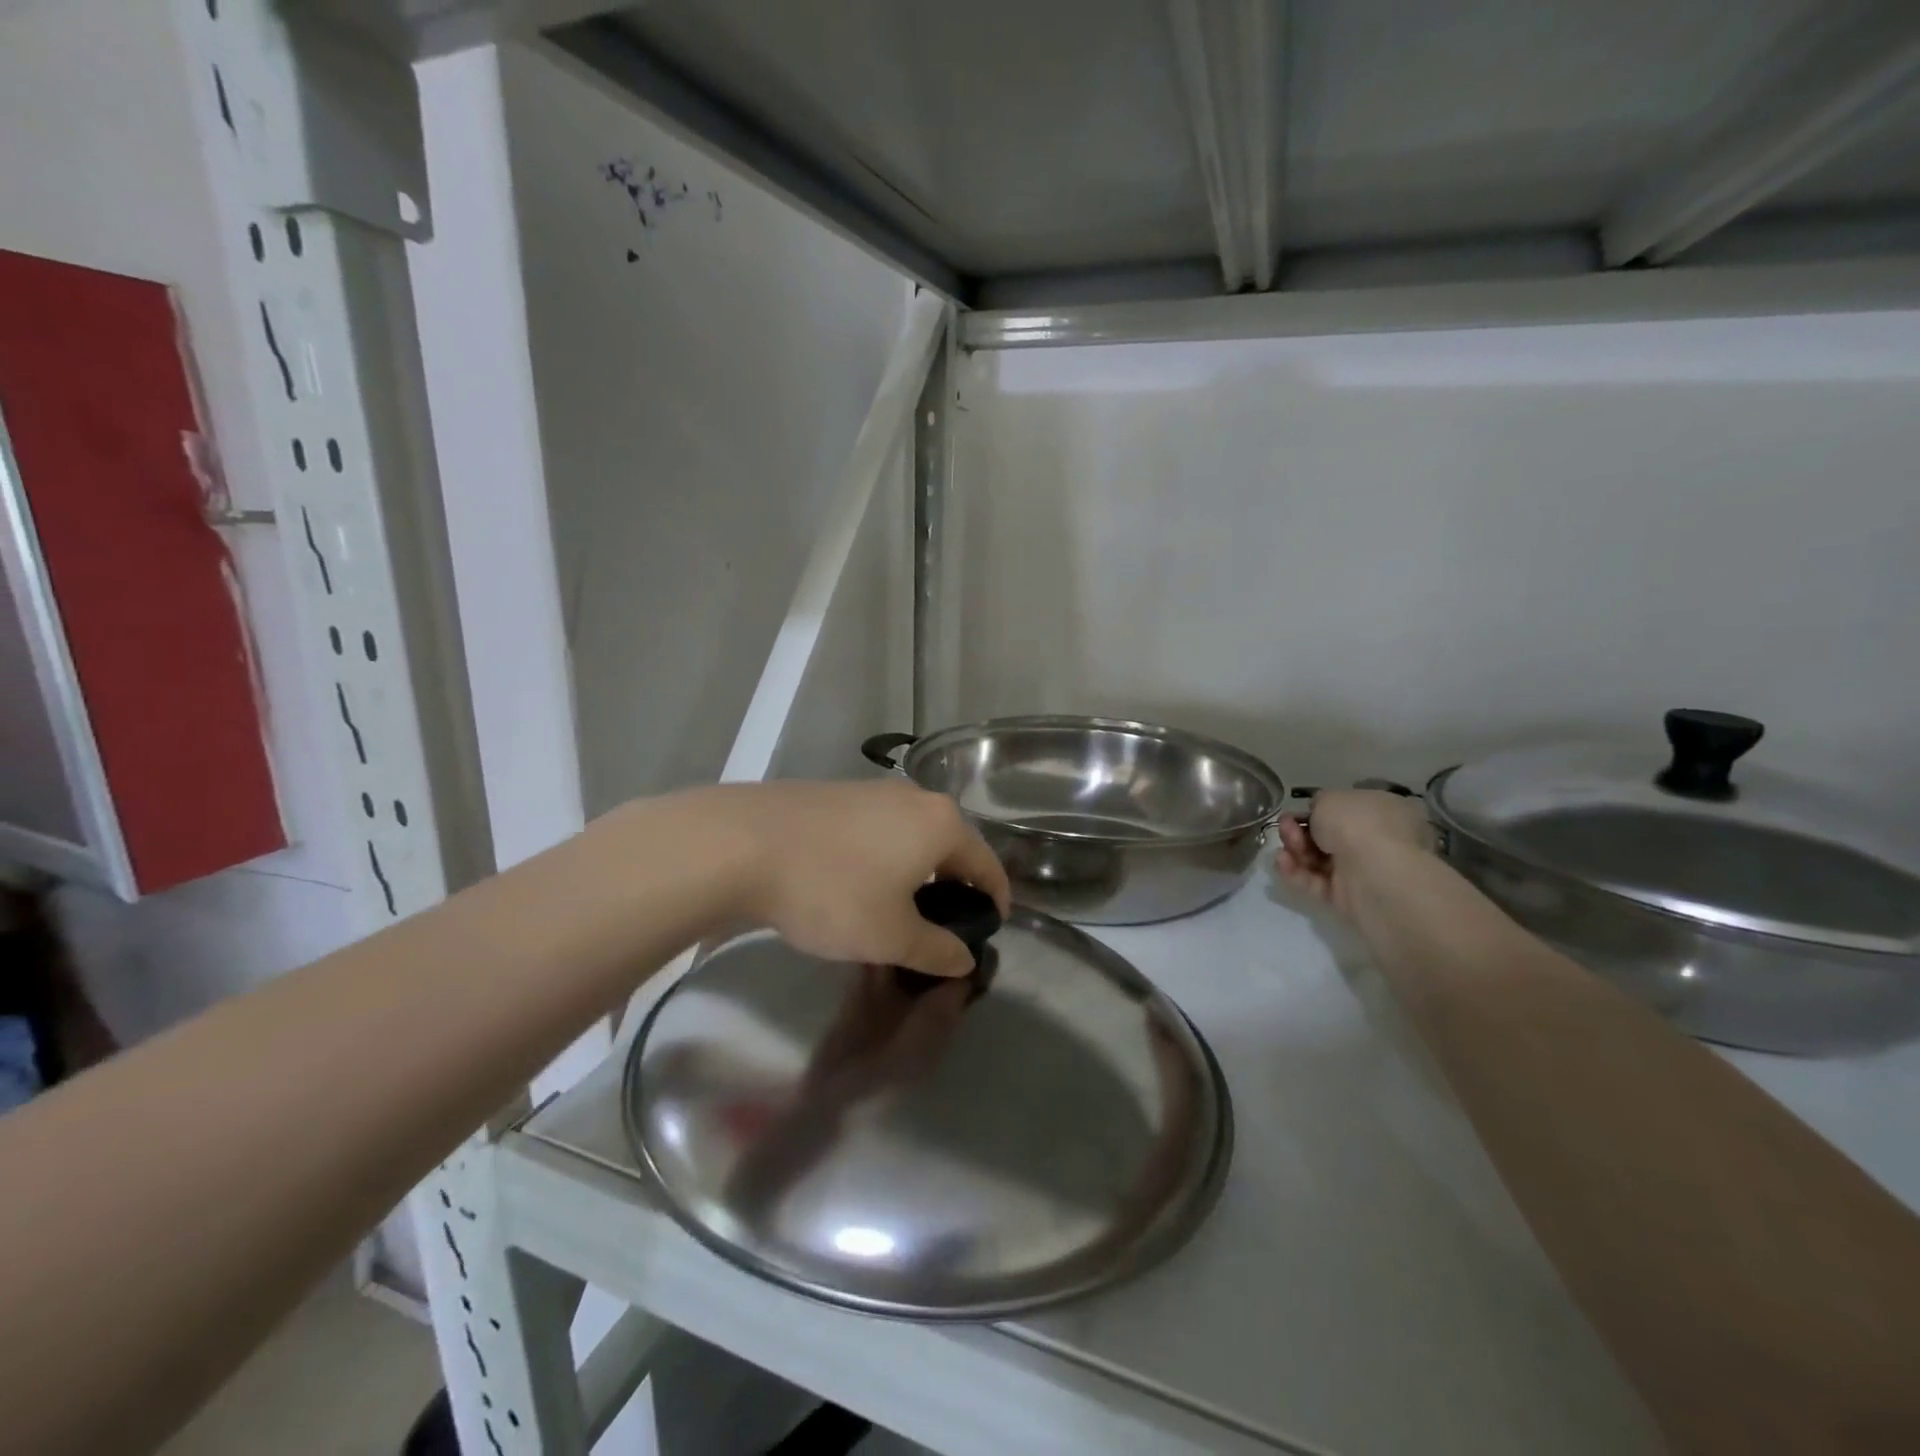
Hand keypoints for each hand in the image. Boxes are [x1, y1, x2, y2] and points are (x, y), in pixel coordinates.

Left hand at [706, 779, 1010, 977]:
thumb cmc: (832, 891)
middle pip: (950, 846)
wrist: (742, 844)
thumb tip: (965, 959)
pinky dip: (883, 859)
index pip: (987, 865)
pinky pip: (878, 831)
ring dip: (914, 873)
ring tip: (897, 911)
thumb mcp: (891, 936)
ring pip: (911, 837)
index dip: (994, 900)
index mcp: (942, 824)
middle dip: (952, 887)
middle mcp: (915, 798)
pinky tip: (855, 886)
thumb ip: (937, 950)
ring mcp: (872, 791)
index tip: (988, 929)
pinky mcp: (836, 794)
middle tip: (940, 928)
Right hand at [1276, 788, 1432, 918]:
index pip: (1347, 810)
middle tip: (1286, 827)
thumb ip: (1319, 803)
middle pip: (1328, 835)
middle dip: (1300, 830)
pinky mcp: (1347, 896)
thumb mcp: (1330, 798)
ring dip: (1295, 850)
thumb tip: (1317, 815)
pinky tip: (1282, 863)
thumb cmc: (1357, 824)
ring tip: (1284, 848)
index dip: (1318, 809)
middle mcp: (1377, 840)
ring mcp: (1363, 870)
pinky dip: (1296, 872)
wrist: (1374, 873)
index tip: (1296, 811)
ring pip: (1319, 858)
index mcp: (1384, 811)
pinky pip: (1316, 882)